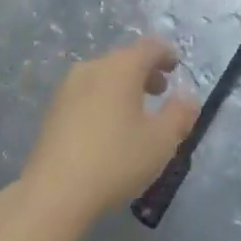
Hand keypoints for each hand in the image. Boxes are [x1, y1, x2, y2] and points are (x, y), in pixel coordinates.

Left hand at [18, 37, 197, 234]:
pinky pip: (87, 94)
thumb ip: (180, 115)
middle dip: (145, 72)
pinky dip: (103, 101)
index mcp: (121, 67)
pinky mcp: (52, 111)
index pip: (149, 46)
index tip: (176, 68)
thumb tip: (188, 99)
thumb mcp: (161, 142)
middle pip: (125, 59)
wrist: (52, 194)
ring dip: (123, 87)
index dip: (166, 54)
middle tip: (160, 93)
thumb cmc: (115, 161)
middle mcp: (93, 67)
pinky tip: (107, 130)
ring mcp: (68, 88)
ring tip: (135, 114)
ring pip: (104, 77)